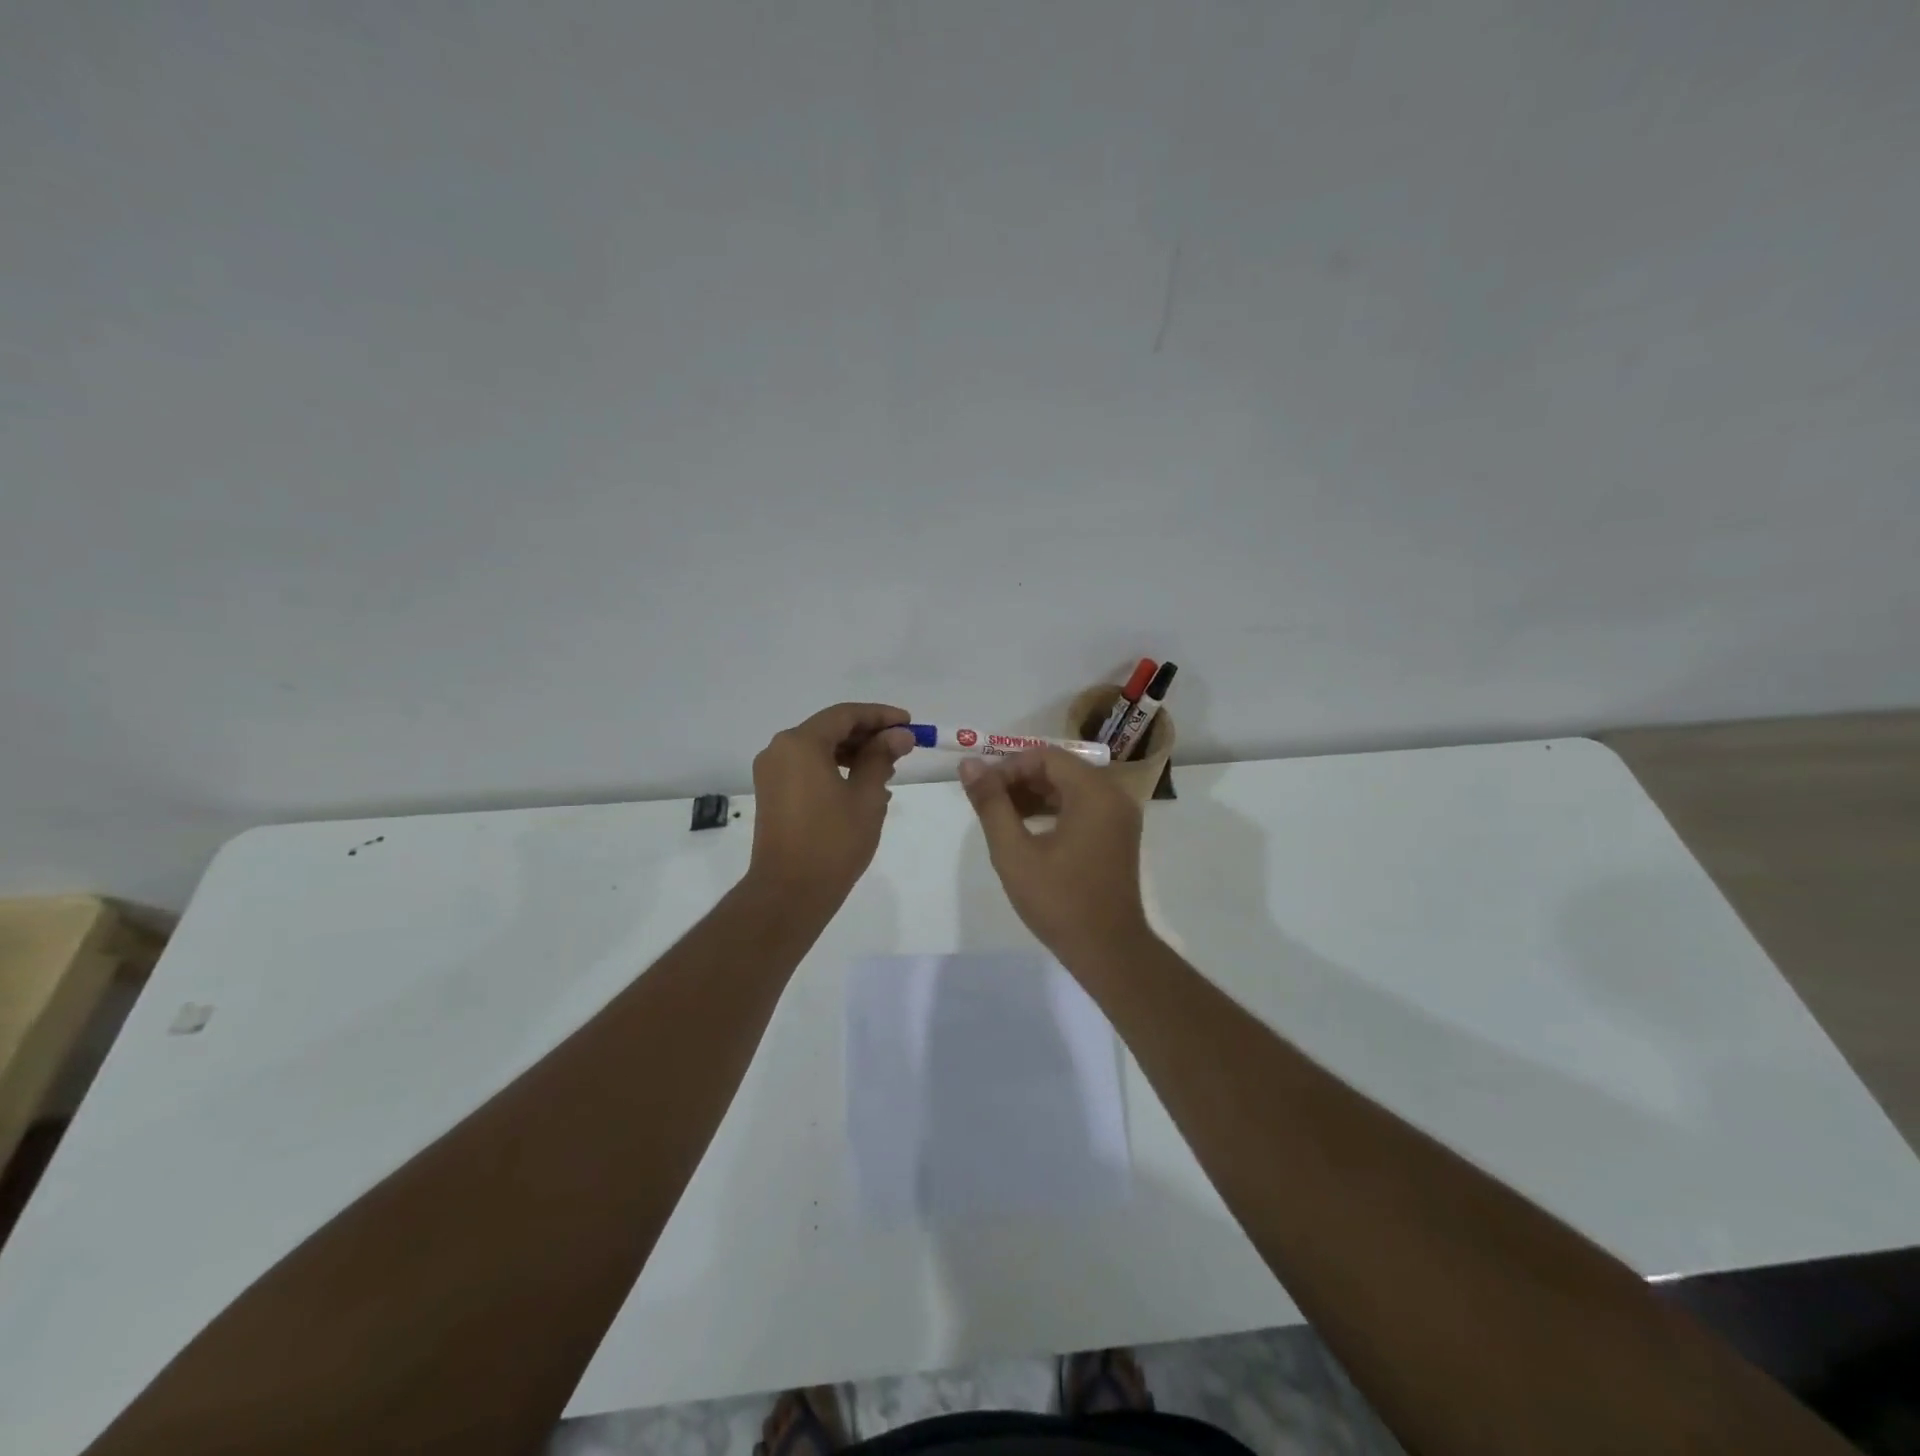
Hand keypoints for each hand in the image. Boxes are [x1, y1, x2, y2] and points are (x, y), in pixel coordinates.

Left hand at [748, 703, 914, 905]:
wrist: (789, 892)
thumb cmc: (833, 841)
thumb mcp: (866, 796)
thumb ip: (882, 758)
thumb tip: (899, 735)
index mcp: (801, 743)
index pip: (845, 714)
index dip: (880, 715)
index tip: (909, 723)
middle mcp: (780, 749)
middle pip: (829, 728)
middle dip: (867, 735)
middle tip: (902, 747)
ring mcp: (772, 772)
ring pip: (818, 749)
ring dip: (853, 753)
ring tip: (887, 770)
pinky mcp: (772, 793)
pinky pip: (807, 768)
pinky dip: (834, 769)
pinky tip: (862, 786)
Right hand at [959, 748, 1150, 967]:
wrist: (1108, 950)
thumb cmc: (1059, 901)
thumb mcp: (1014, 852)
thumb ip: (991, 804)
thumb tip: (968, 765)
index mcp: (1094, 792)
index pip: (1044, 757)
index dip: (1007, 767)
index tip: (981, 790)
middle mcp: (1113, 794)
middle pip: (1059, 768)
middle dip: (1019, 779)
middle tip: (986, 802)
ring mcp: (1119, 815)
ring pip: (1069, 786)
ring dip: (1033, 794)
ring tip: (1001, 816)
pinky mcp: (1117, 833)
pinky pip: (1081, 805)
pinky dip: (1052, 809)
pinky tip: (1026, 828)